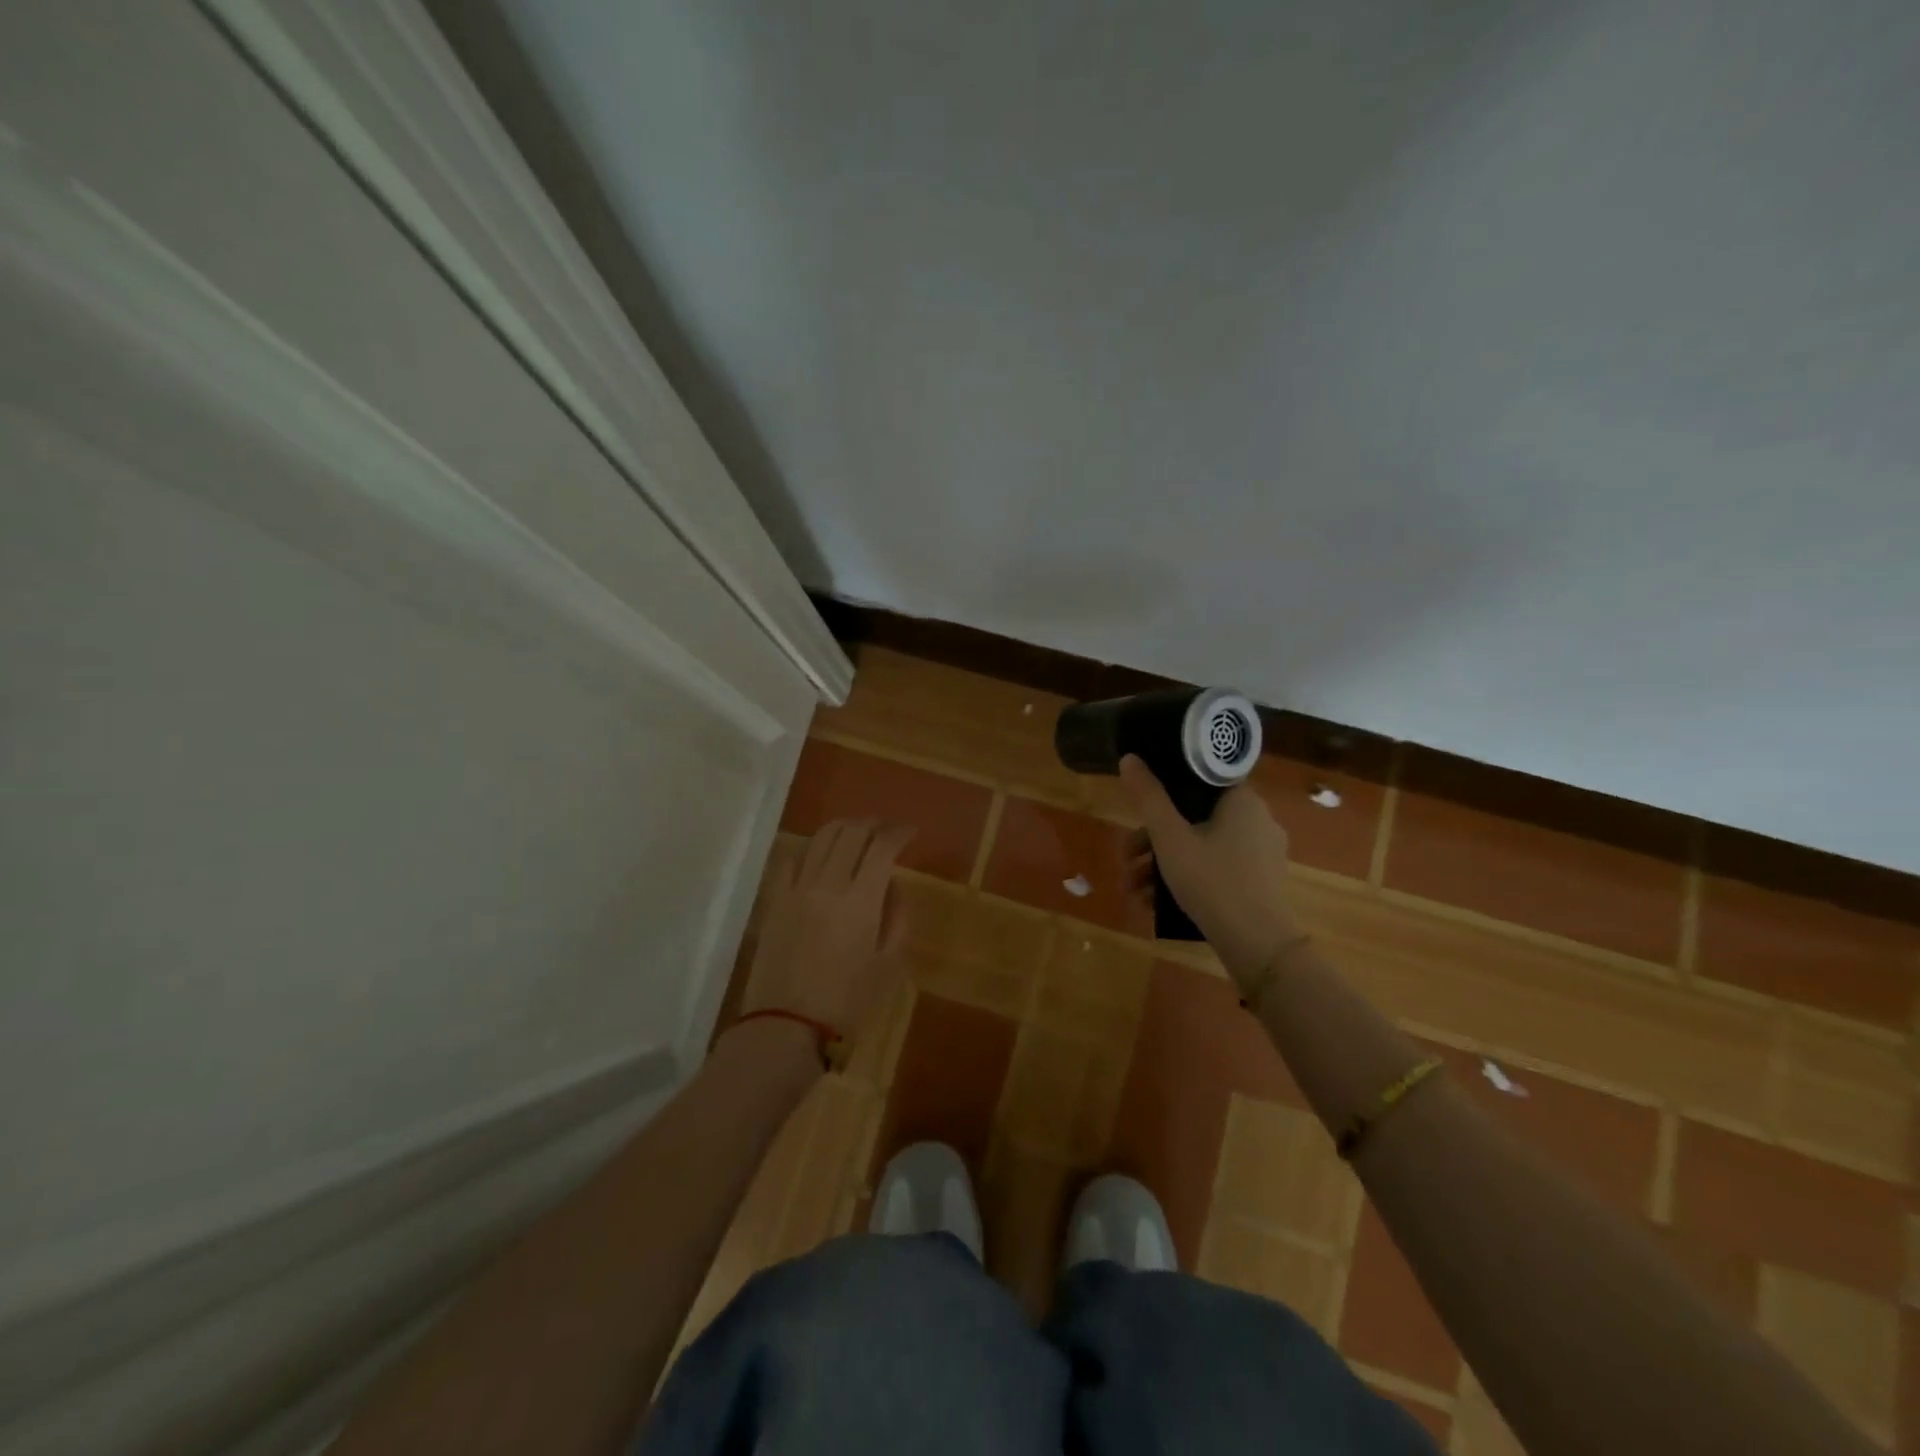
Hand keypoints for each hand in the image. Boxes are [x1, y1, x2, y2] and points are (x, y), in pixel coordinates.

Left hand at [741, 819, 914, 1033]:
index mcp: (861, 901)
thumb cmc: (846, 1002)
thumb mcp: (887, 965)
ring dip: (843, 828)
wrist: (785, 1026)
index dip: (899, 834)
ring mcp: (796, 889)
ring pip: (820, 838)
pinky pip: (792, 859)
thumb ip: (896, 918)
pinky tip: (820, 855)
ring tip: (857, 834)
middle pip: (851, 833)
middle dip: (873, 824)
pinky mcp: (774, 899)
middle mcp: (828, 884)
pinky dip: (812, 848)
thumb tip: (891, 886)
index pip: (882, 848)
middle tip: (886, 829)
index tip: (910, 833)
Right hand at [1119, 755, 1298, 983]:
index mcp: (1243, 801)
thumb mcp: (1170, 838)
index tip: (1140, 805)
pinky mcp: (1261, 882)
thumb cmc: (1212, 881)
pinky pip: (1217, 868)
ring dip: (1163, 864)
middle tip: (1125, 858)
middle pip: (1194, 817)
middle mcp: (1258, 820)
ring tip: (1133, 890)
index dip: (1166, 787)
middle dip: (1152, 840)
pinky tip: (1156, 903)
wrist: (1259, 946)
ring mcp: (1262, 854)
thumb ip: (1148, 797)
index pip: (1201, 779)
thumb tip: (1130, 758)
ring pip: (1202, 846)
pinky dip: (1187, 879)